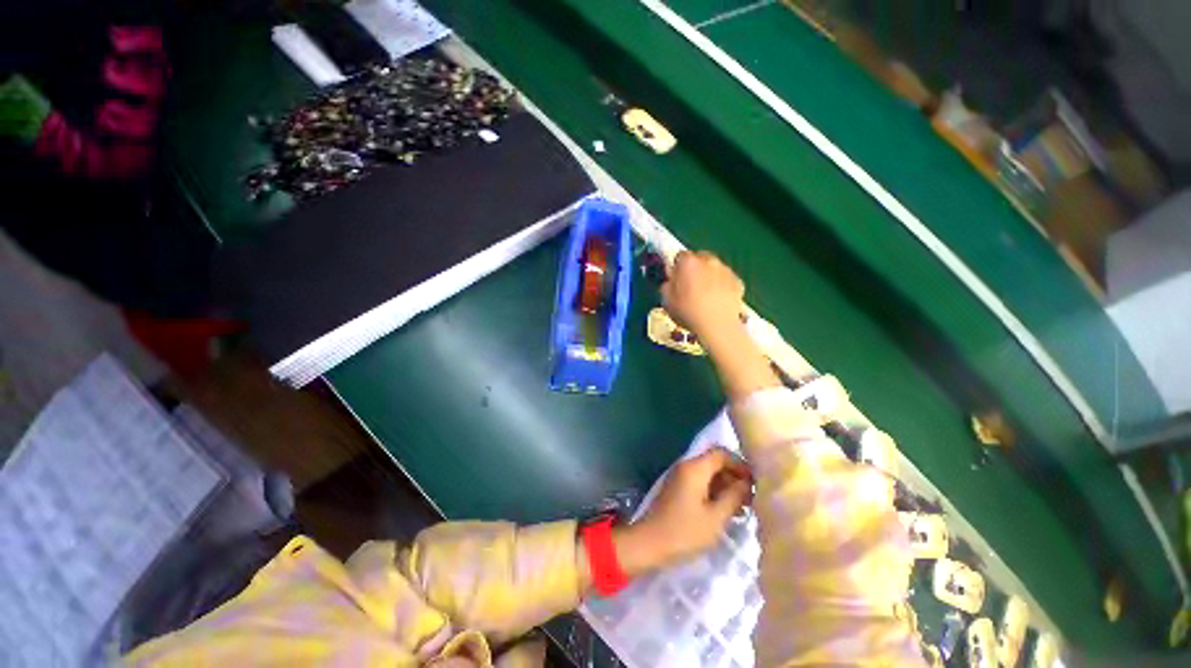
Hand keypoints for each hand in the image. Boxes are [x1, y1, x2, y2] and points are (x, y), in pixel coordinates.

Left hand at [613, 448, 751, 575]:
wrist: (649, 543)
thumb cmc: (684, 531)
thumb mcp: (715, 517)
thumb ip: (733, 497)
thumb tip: (747, 483)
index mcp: (694, 468)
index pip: (721, 453)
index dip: (740, 464)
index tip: (756, 483)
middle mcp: (686, 466)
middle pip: (715, 462)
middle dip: (734, 477)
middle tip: (752, 499)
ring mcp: (680, 477)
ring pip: (709, 474)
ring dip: (726, 486)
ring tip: (744, 508)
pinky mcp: (678, 489)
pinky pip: (700, 483)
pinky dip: (715, 492)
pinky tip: (727, 511)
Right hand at [661, 251, 744, 344]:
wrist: (718, 326)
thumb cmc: (688, 313)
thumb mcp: (667, 301)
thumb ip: (667, 286)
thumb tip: (670, 281)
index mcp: (688, 262)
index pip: (680, 256)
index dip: (677, 267)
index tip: (676, 279)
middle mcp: (708, 260)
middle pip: (699, 258)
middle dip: (695, 269)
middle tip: (690, 287)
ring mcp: (726, 270)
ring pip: (714, 268)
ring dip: (709, 276)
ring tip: (706, 296)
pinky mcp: (738, 281)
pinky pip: (726, 280)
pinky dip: (722, 286)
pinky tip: (718, 301)